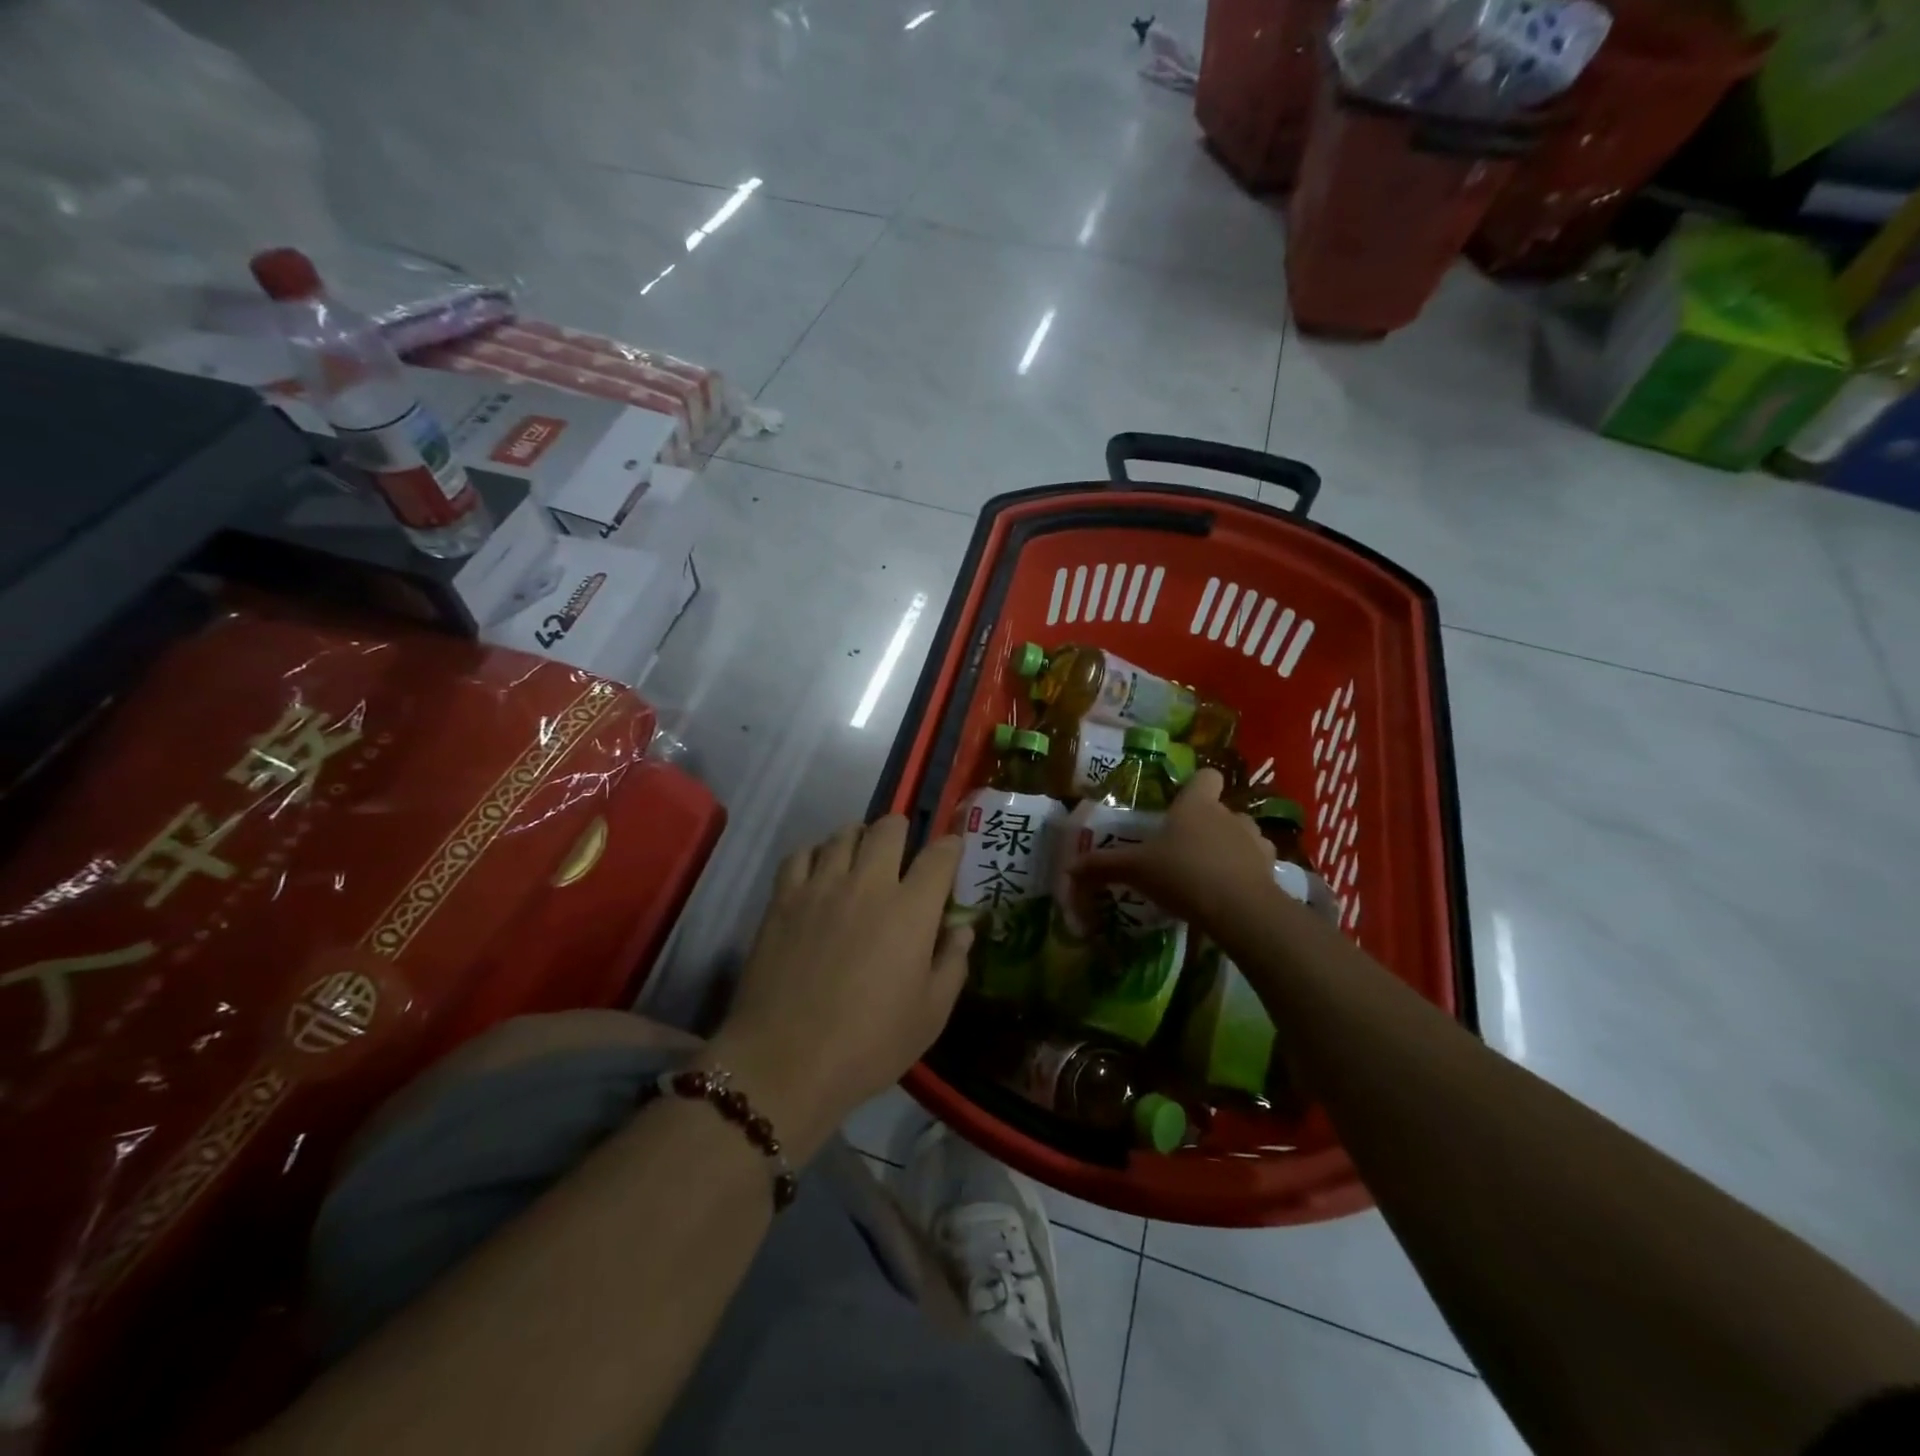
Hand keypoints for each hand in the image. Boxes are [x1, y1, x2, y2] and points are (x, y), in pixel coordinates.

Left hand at [712, 816, 968, 1157]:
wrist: (786, 1061)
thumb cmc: (869, 1044)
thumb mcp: (931, 1015)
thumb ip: (953, 963)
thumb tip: (962, 928)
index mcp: (912, 910)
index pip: (939, 855)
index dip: (951, 846)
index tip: (951, 853)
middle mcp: (868, 883)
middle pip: (889, 827)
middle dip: (903, 832)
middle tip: (902, 855)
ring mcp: (821, 886)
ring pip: (843, 833)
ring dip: (859, 839)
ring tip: (860, 859)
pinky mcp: (783, 898)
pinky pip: (800, 854)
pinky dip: (815, 854)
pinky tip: (818, 874)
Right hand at [1071, 768, 1275, 929]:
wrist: (1238, 908)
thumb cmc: (1182, 874)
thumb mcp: (1135, 870)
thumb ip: (1103, 866)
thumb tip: (1067, 868)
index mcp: (1196, 805)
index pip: (1206, 776)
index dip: (1197, 786)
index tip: (1183, 802)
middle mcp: (1229, 815)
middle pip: (1223, 809)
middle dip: (1209, 824)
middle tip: (1186, 848)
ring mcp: (1254, 840)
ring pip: (1244, 834)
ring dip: (1232, 846)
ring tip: (1212, 870)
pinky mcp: (1271, 868)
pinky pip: (1258, 862)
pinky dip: (1248, 871)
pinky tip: (1232, 890)